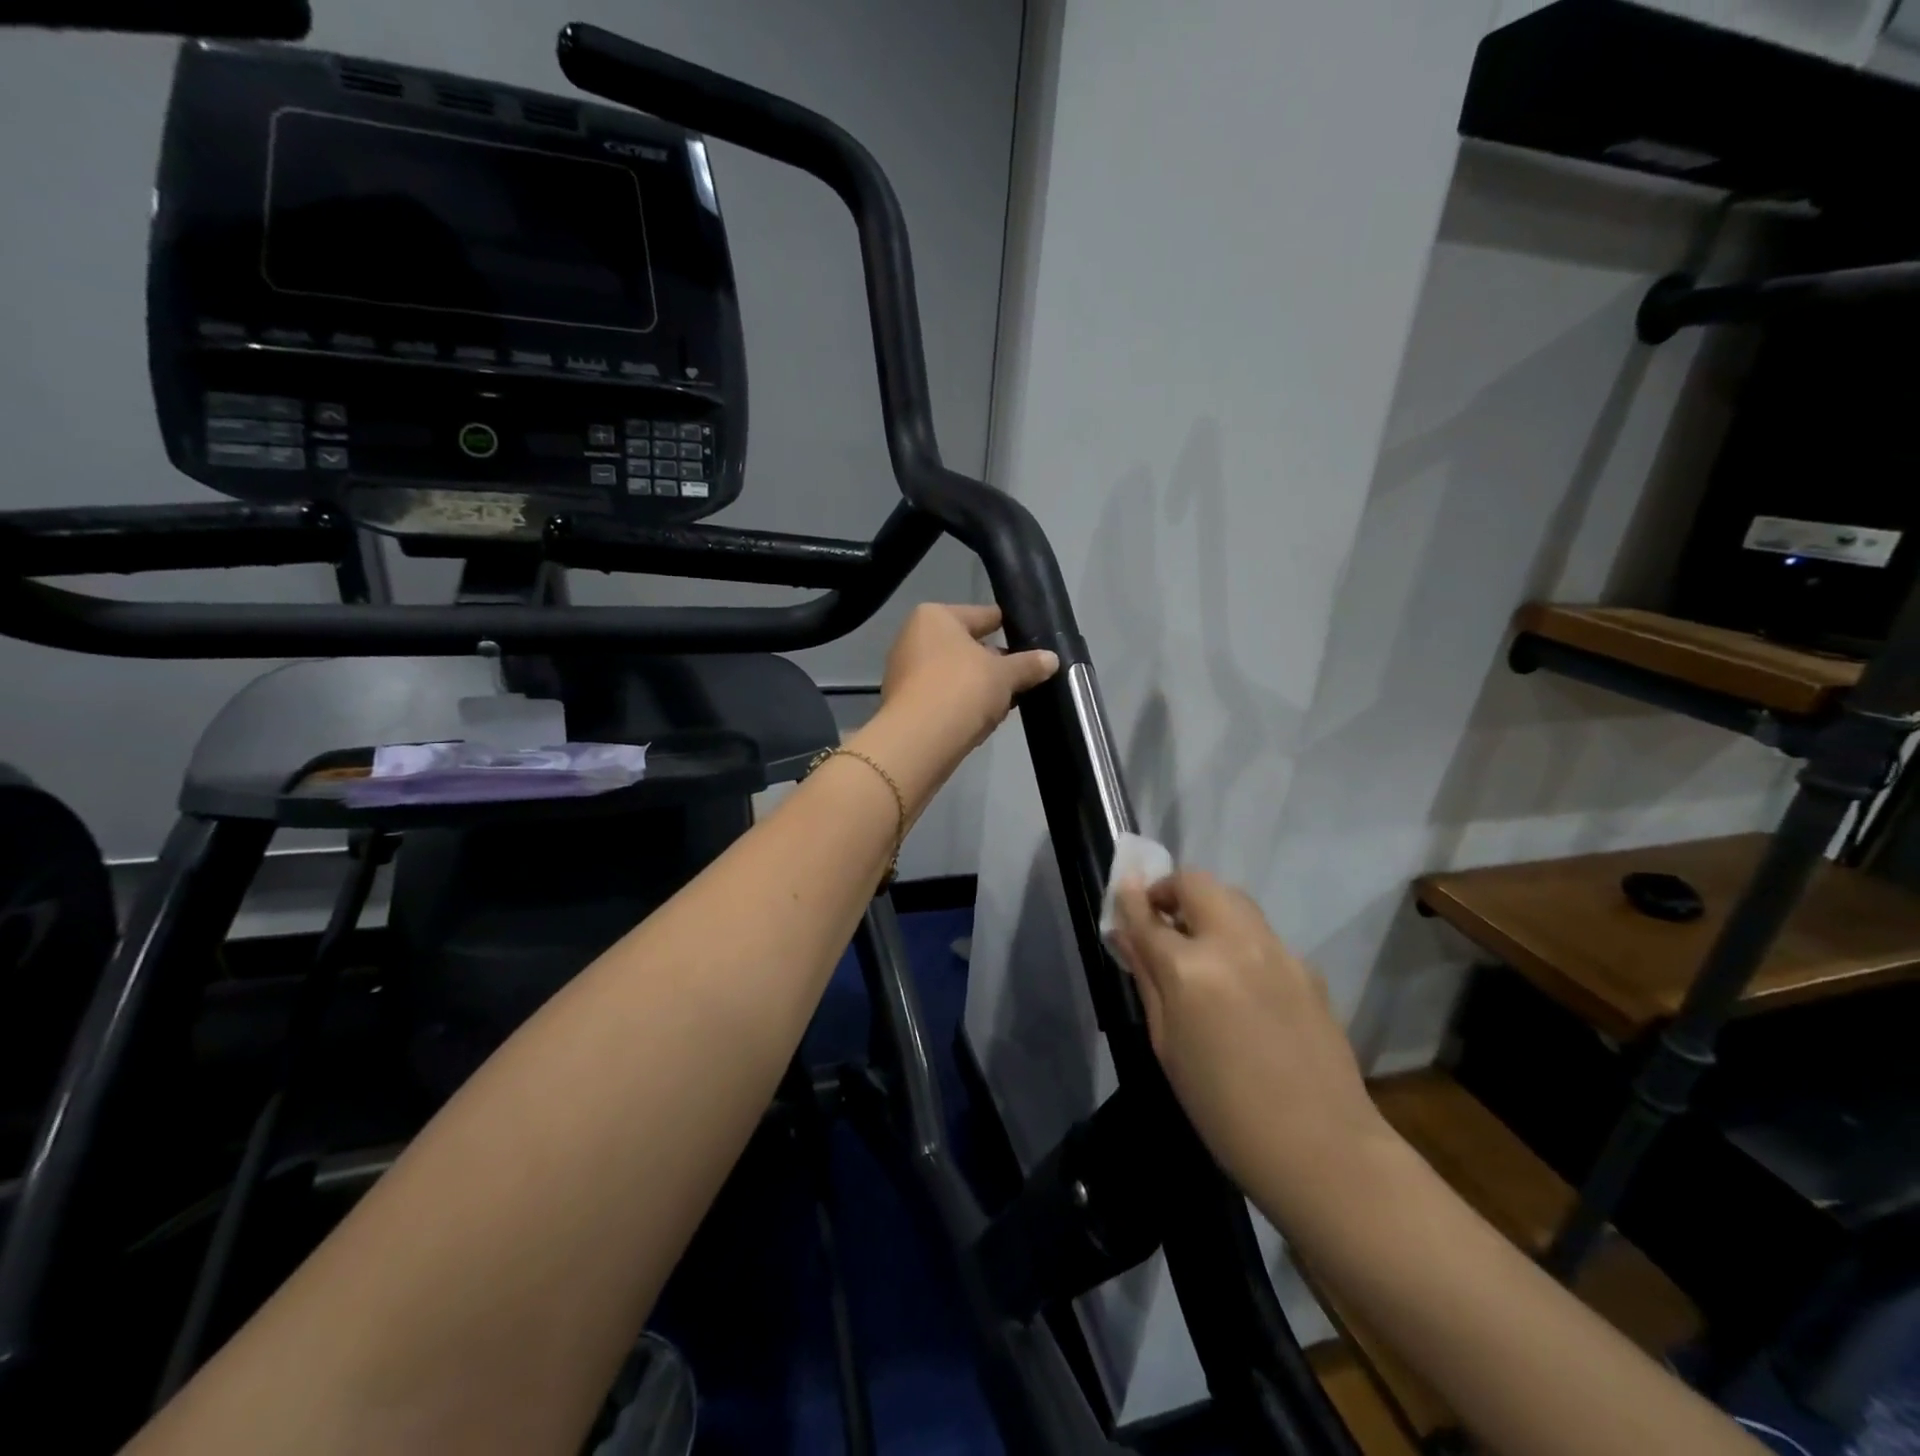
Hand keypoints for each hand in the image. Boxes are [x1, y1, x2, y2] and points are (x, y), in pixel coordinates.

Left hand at [874, 603, 1059, 782]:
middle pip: (967, 647)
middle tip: (1025, 678)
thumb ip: (1028, 665)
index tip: (1031, 640)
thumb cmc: (962, 689)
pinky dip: (962, 705)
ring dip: (980, 688)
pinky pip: (943, 698)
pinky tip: (983, 720)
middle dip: (995, 663)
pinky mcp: (904, 704)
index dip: (1009, 627)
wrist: (919, 740)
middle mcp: (914, 638)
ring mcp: (905, 672)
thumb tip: (1052, 659)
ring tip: (1008, 702)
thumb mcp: (1005, 675)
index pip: (983, 615)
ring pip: (955, 675)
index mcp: (935, 617)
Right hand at [1109, 872, 1384, 1212]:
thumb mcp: (1167, 1046)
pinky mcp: (1307, 966)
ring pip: (1233, 900)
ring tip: (1197, 944)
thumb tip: (1127, 935)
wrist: (1323, 1148)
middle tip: (1160, 918)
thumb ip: (1146, 979)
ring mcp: (1277, 951)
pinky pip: (1261, 934)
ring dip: (1206, 906)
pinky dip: (1238, 938)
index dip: (1130, 899)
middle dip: (1172, 889)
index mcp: (1190, 970)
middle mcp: (1234, 944)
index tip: (1121, 889)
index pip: (1148, 915)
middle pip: (1197, 883)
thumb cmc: (1223, 1109)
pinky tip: (1239, 981)